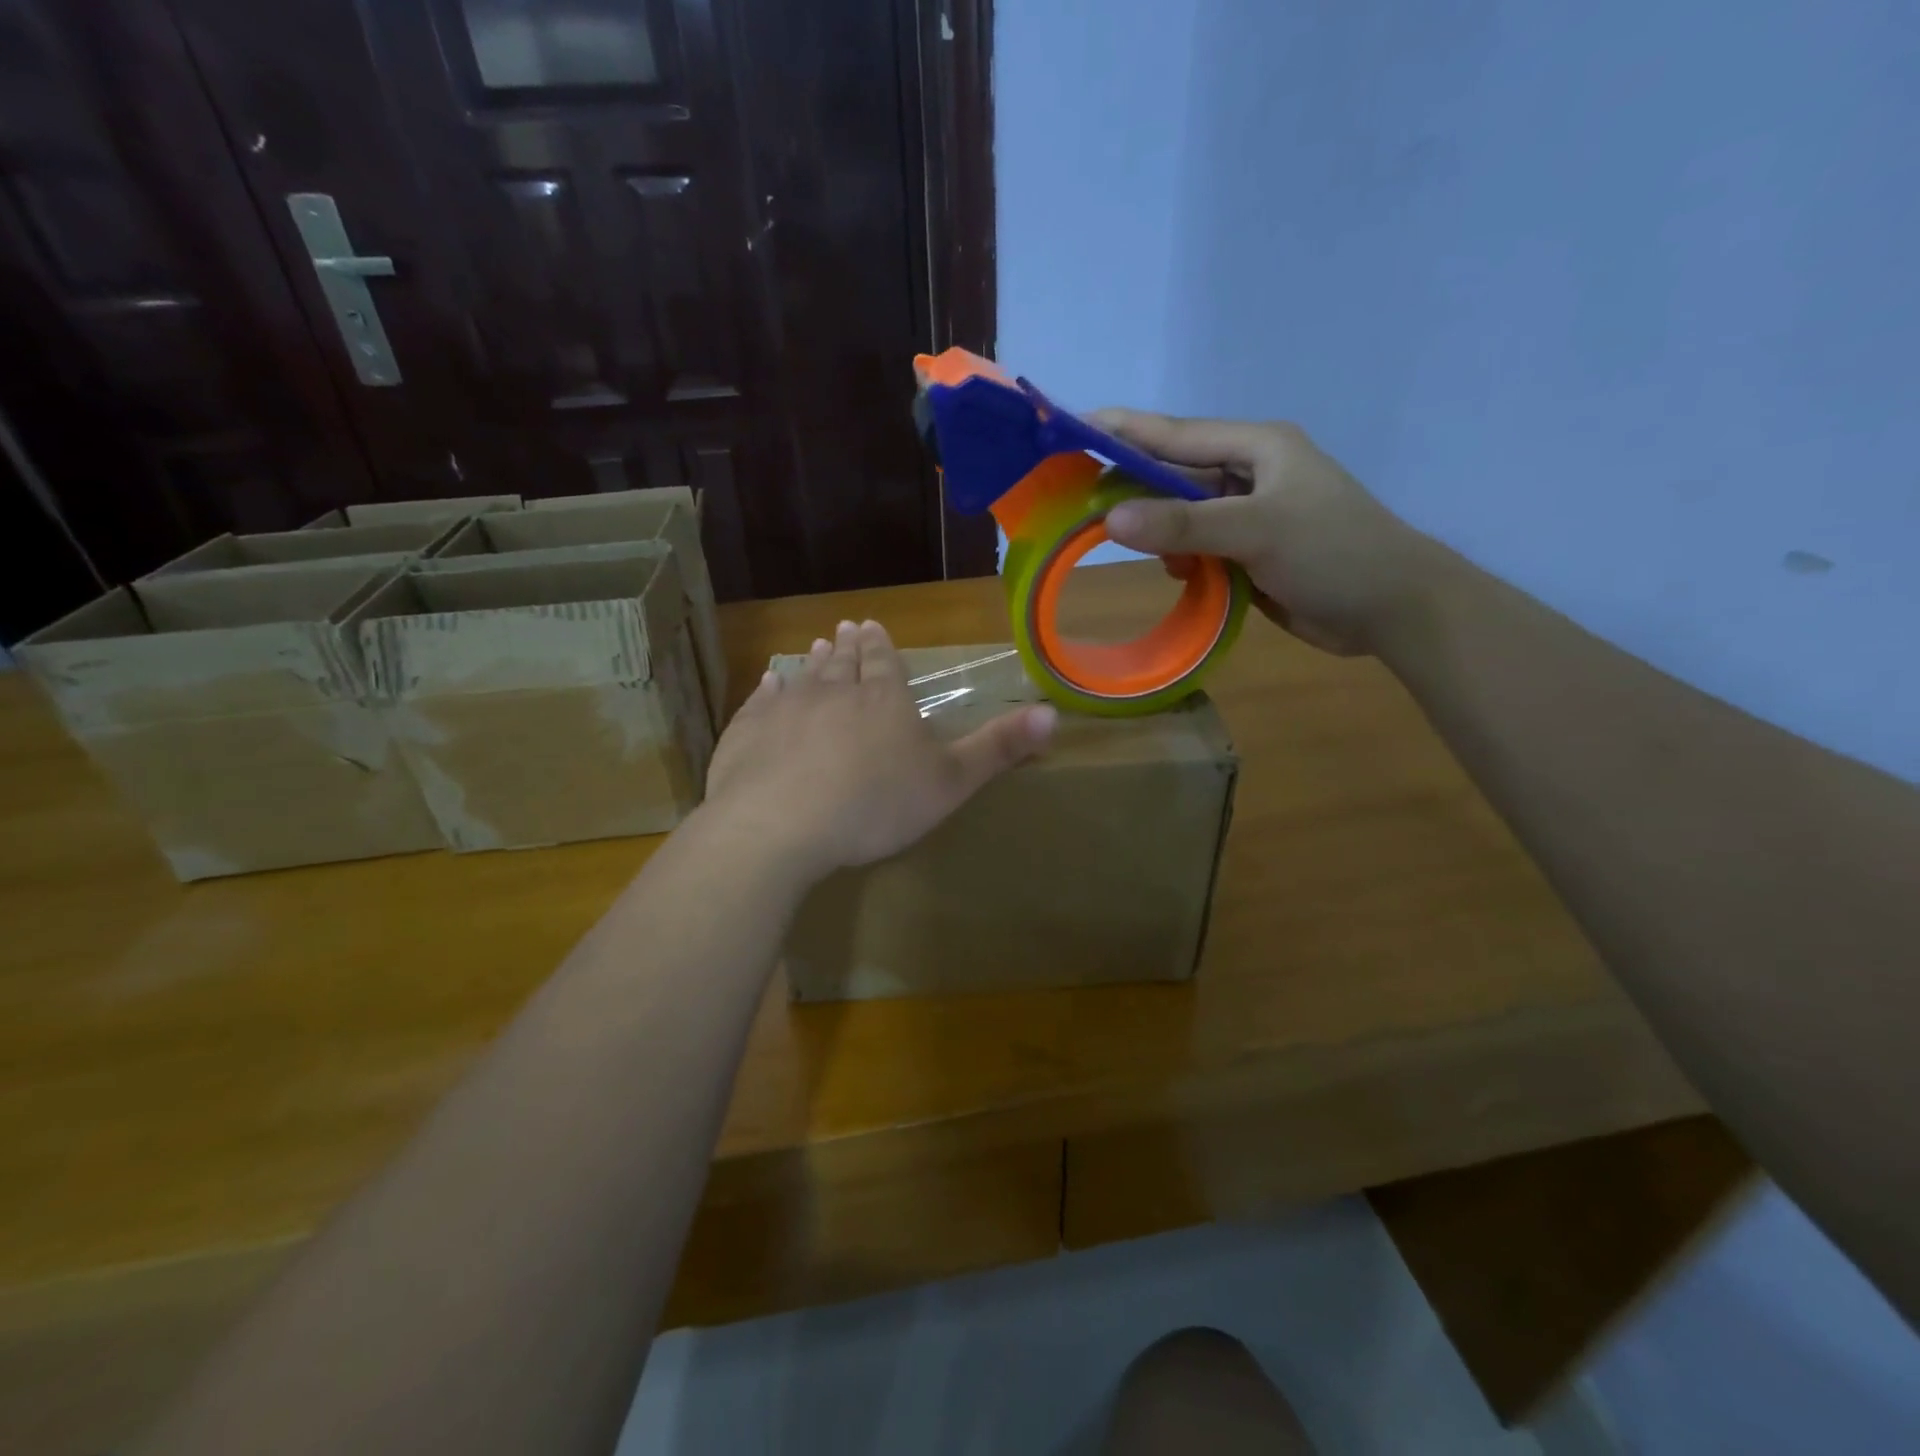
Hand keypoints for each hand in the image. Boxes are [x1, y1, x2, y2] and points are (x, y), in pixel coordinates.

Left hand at [701, 619, 1056, 881]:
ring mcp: (787, 708)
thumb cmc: (874, 805)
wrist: (780, 825)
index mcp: (883, 700)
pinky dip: (768, 689)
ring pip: (806, 676)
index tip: (873, 626)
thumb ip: (998, 748)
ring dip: (814, 661)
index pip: (885, 663)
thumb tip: (1053, 712)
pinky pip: (761, 701)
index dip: (882, 647)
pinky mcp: (748, 731)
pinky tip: (769, 682)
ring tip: (817, 645)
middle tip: (847, 627)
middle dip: (850, 646)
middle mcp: (835, 692)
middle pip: (845, 663)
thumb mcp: (950, 782)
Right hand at [1090, 411, 1437, 655]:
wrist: (1392, 609)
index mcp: (1256, 447)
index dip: (1123, 431)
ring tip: (1127, 547)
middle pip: (1173, 474)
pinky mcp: (1248, 551)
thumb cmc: (1334, 553)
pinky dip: (1180, 558)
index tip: (1071, 429)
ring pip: (1181, 515)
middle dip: (1131, 488)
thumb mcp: (1258, 531)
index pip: (1175, 433)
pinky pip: (1198, 547)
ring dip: (1157, 532)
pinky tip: (1175, 573)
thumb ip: (1184, 525)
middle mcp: (1248, 474)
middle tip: (1077, 503)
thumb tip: (1110, 522)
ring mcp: (1248, 515)